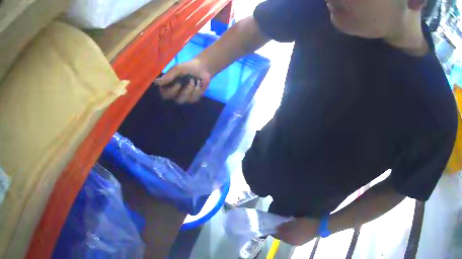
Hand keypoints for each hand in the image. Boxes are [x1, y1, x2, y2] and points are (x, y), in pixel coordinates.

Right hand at [155, 59, 211, 103]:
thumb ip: (168, 76)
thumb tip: (155, 82)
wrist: (201, 68)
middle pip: (175, 100)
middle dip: (183, 91)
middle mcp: (173, 94)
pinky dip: (197, 89)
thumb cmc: (186, 67)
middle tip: (190, 80)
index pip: (164, 95)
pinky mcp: (192, 99)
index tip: (178, 83)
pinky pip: (193, 98)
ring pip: (184, 100)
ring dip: (190, 89)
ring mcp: (183, 97)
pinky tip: (198, 83)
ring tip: (194, 80)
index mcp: (167, 87)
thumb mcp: (177, 69)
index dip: (171, 91)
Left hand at [274, 217, 318, 245]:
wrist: (320, 226)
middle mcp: (292, 243)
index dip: (274, 231)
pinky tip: (293, 229)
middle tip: (279, 224)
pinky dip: (291, 234)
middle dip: (280, 232)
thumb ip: (285, 225)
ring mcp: (298, 242)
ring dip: (286, 233)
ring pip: (288, 238)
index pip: (278, 236)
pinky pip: (294, 238)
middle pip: (283, 237)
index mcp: (289, 239)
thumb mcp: (295, 222)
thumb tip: (277, 227)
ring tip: (286, 226)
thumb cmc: (307, 223)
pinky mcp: (303, 241)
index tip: (273, 225)